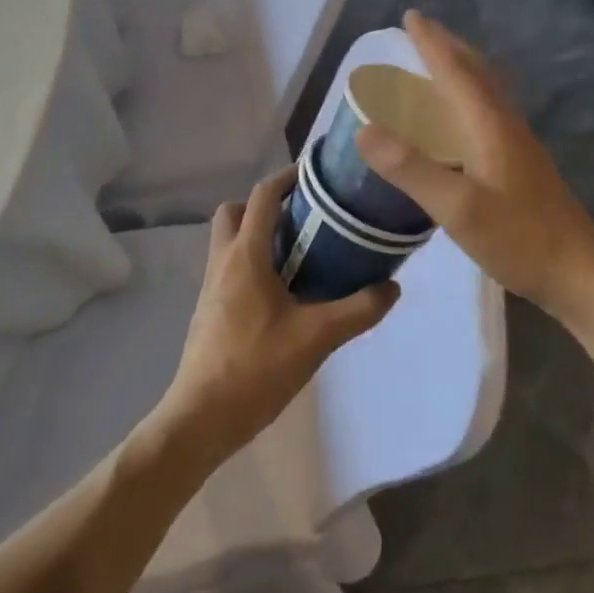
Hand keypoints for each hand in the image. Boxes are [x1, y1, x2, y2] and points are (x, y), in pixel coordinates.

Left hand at [156, 168, 399, 464]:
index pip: (263, 195)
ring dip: (259, 234)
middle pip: (237, 210)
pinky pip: (230, 266)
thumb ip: (358, 310)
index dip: (288, 177)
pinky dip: (253, 262)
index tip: (317, 175)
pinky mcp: (209, 308)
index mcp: (246, 254)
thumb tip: (392, 286)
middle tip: (304, 218)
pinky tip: (283, 292)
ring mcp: (211, 285)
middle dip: (267, 205)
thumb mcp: (316, 337)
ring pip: (230, 238)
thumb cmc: (256, 367)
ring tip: (301, 253)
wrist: (201, 418)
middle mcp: (224, 259)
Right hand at [356, 10, 593, 322]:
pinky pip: (490, 110)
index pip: (456, 70)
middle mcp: (506, 124)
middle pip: (477, 71)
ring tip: (438, 62)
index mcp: (490, 125)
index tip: (410, 17)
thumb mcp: (458, 208)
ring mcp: (519, 143)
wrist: (582, 274)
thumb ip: (411, 169)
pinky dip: (469, 95)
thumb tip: (364, 130)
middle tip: (421, 30)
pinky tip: (462, 118)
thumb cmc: (519, 239)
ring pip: (487, 90)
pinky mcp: (523, 163)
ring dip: (462, 67)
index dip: (432, 43)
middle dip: (448, 46)